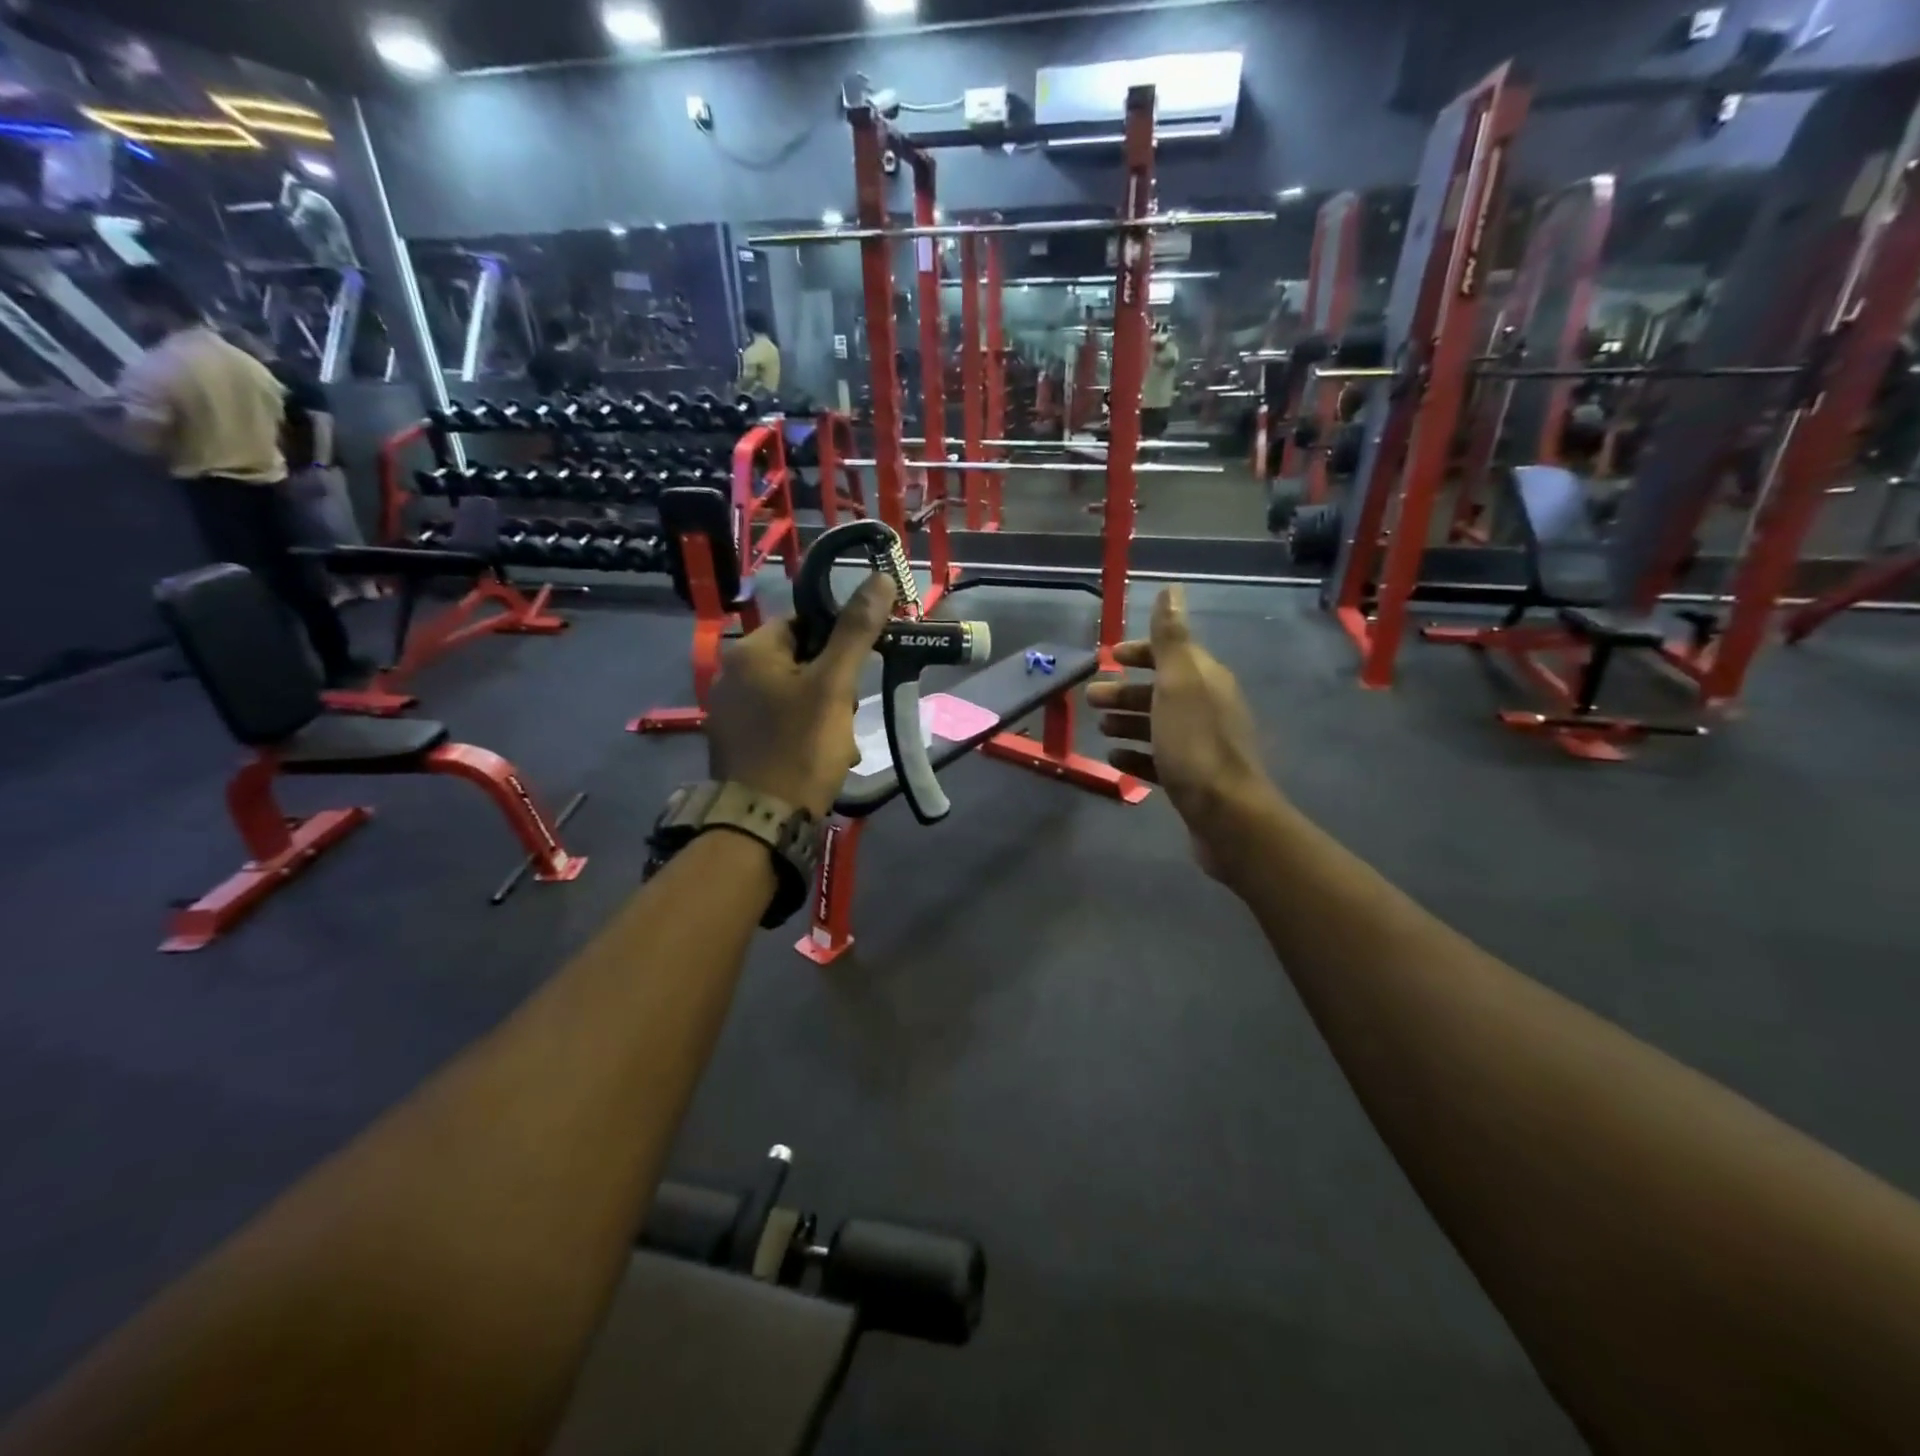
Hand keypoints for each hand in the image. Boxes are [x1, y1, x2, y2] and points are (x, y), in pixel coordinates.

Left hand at [705, 574, 896, 817]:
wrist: (762, 821)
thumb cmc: (800, 746)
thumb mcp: (834, 686)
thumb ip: (856, 631)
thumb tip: (880, 578)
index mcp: (750, 652)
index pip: (803, 623)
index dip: (838, 642)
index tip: (860, 668)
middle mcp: (731, 675)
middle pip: (799, 661)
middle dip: (833, 686)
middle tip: (848, 715)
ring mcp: (729, 713)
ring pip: (793, 696)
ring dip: (823, 714)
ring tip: (838, 745)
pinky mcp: (735, 744)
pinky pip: (778, 724)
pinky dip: (802, 735)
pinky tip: (818, 759)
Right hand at [1087, 585, 1280, 877]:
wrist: (1226, 814)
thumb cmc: (1195, 743)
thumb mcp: (1178, 683)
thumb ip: (1170, 638)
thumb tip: (1171, 590)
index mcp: (1205, 679)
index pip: (1171, 652)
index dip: (1139, 652)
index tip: (1108, 659)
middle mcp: (1207, 706)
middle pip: (1161, 690)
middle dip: (1125, 691)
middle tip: (1090, 698)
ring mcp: (1201, 744)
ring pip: (1159, 724)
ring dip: (1128, 721)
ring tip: (1100, 728)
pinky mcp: (1193, 777)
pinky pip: (1160, 758)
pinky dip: (1137, 754)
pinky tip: (1115, 760)